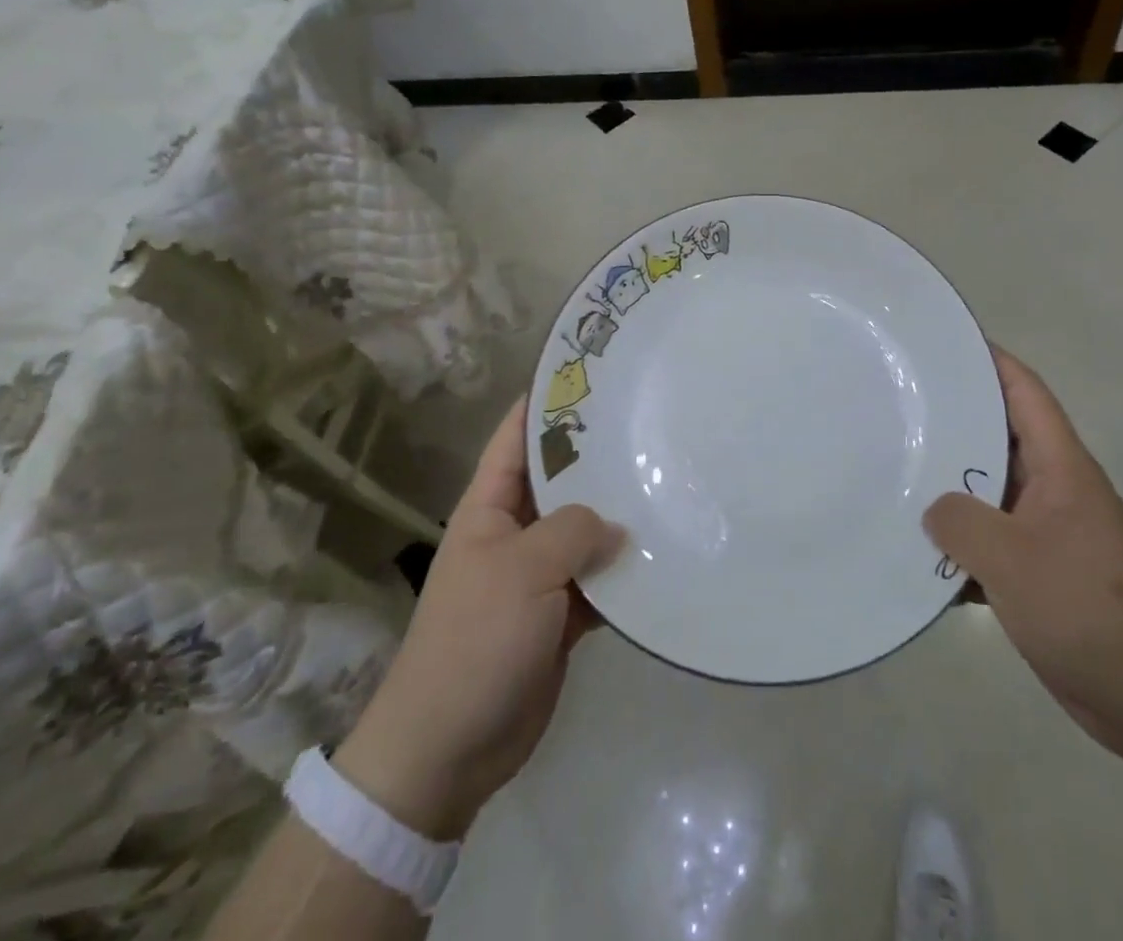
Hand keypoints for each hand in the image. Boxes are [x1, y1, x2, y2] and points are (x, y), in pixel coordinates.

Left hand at [334, 397, 623, 838]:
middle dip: (600, 455)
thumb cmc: (474, 641)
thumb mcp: (522, 570)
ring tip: (673, 480)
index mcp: (490, 505)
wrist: (449, 749)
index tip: (595, 373)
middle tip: (654, 424)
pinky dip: (626, 571)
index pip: (519, 434)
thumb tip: (616, 523)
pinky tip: (666, 553)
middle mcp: (516, 529)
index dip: (549, 399)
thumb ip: (573, 531)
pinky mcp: (562, 614)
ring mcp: (540, 573)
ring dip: (620, 515)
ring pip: (586, 529)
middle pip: (562, 478)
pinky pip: (600, 579)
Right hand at [925, 346, 1122, 759]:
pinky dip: (959, 544)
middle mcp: (1055, 489)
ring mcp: (1048, 532)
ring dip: (950, 489)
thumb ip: (961, 521)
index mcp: (1060, 467)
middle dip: (953, 421)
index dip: (989, 359)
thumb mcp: (1012, 558)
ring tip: (895, 472)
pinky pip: (990, 542)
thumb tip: (933, 508)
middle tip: (898, 406)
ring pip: (989, 492)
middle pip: (999, 438)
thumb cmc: (1087, 608)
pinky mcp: (1041, 574)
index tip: (944, 341)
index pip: (1024, 392)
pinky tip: (918, 552)